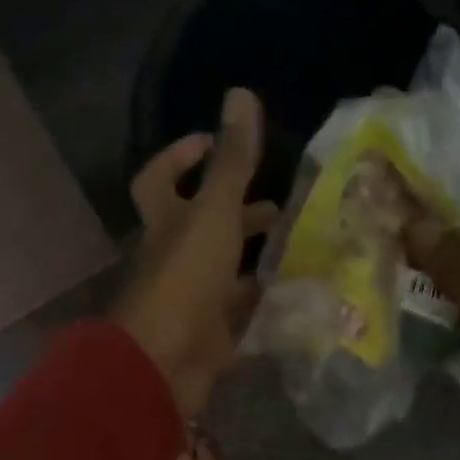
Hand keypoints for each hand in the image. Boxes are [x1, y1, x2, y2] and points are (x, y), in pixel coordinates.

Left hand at [113, 89, 278, 415]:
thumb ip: (231, 161)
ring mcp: (190, 301)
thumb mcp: (213, 214)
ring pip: (224, 273)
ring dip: (256, 260)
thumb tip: (239, 94)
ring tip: (301, 248)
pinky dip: (264, 306)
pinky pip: (239, 316)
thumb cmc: (184, 280)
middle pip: (201, 227)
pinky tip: (297, 297)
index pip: (159, 179)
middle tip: (279, 206)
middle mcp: (173, 259)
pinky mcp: (209, 338)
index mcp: (165, 224)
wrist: (162, 365)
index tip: (214, 143)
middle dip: (237, 213)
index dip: (180, 156)